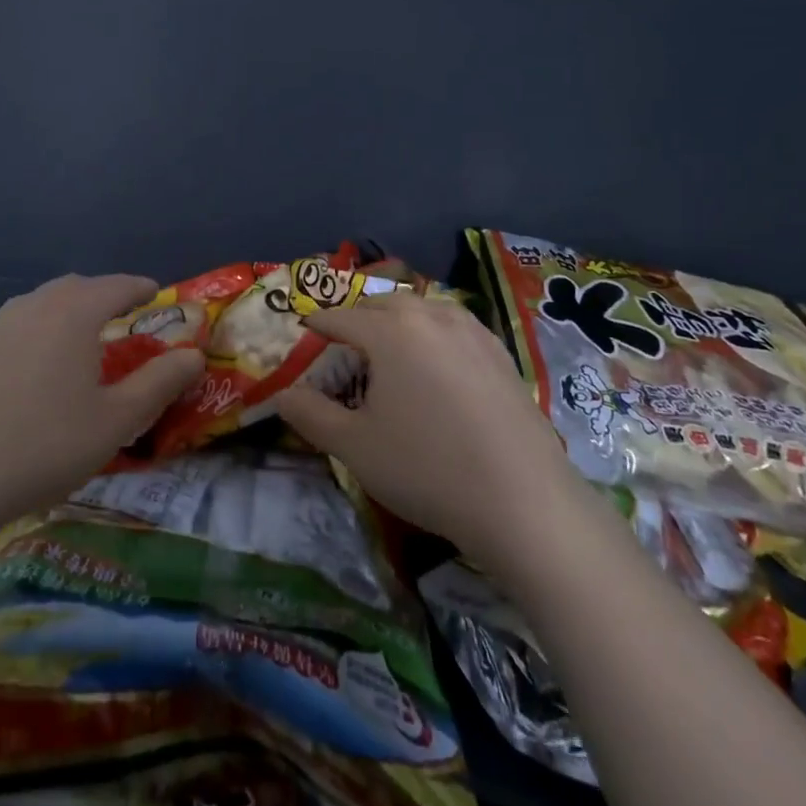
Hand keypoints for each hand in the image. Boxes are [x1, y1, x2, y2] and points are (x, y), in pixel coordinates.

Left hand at [0, 274, 204, 530]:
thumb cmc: (43, 446)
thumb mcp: (116, 420)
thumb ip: (159, 382)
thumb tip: (194, 355)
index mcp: (73, 314)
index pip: (117, 285)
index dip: (141, 288)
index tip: (156, 293)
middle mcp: (32, 307)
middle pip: (76, 288)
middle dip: (103, 296)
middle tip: (122, 318)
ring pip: (40, 304)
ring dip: (66, 312)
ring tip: (79, 341)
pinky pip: (13, 327)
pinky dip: (35, 333)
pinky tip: (32, 369)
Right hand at [277, 292, 574, 565]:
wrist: (523, 500)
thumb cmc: (426, 468)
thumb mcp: (354, 446)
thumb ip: (310, 414)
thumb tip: (282, 394)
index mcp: (390, 331)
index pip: (341, 317)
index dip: (318, 325)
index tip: (304, 333)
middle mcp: (430, 317)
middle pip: (382, 305)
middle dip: (357, 318)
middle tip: (342, 344)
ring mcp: (472, 331)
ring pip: (422, 310)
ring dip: (397, 321)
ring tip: (388, 347)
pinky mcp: (501, 353)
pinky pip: (454, 326)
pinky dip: (433, 332)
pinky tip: (437, 361)